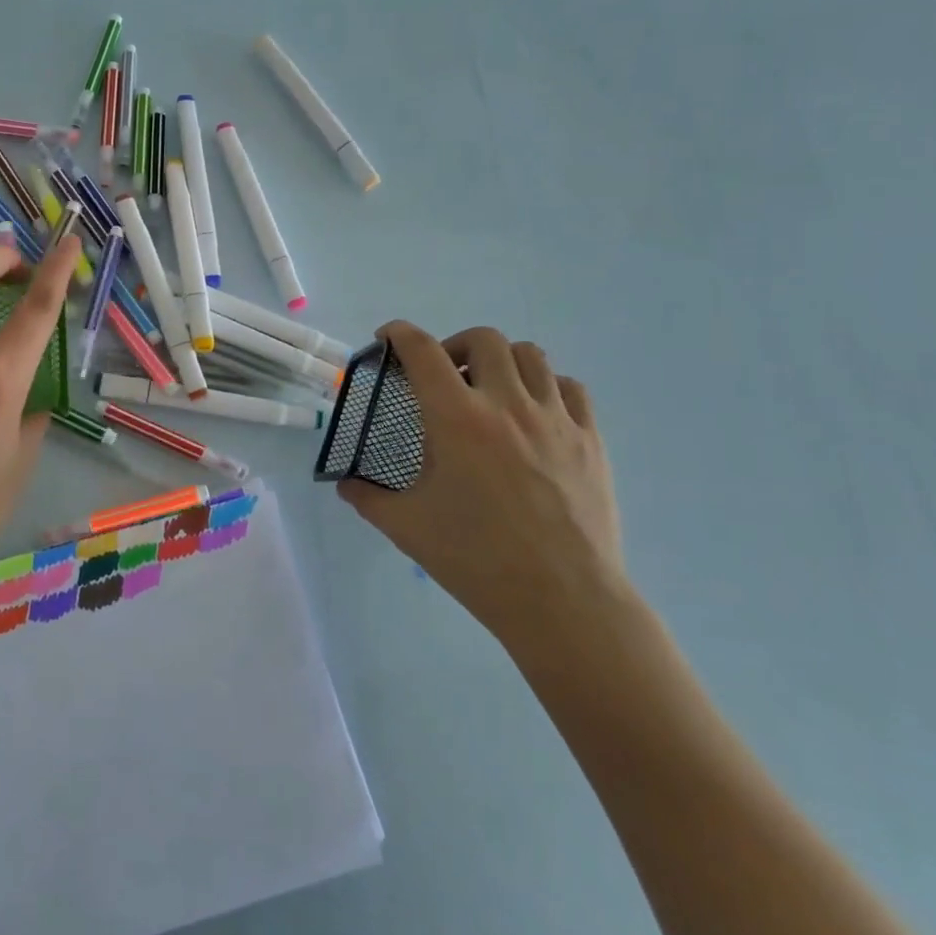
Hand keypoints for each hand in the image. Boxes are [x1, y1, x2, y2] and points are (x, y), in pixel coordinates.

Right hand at [339, 323, 626, 647]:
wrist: (562, 600)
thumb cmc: (476, 559)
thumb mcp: (406, 527)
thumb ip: (367, 497)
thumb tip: (345, 484)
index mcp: (457, 419)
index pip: (422, 351)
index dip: (399, 334)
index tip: (388, 338)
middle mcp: (507, 405)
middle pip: (483, 340)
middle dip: (454, 346)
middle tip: (443, 376)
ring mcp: (555, 419)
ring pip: (531, 355)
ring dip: (501, 361)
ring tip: (489, 391)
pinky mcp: (590, 439)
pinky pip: (569, 388)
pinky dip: (545, 387)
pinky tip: (534, 415)